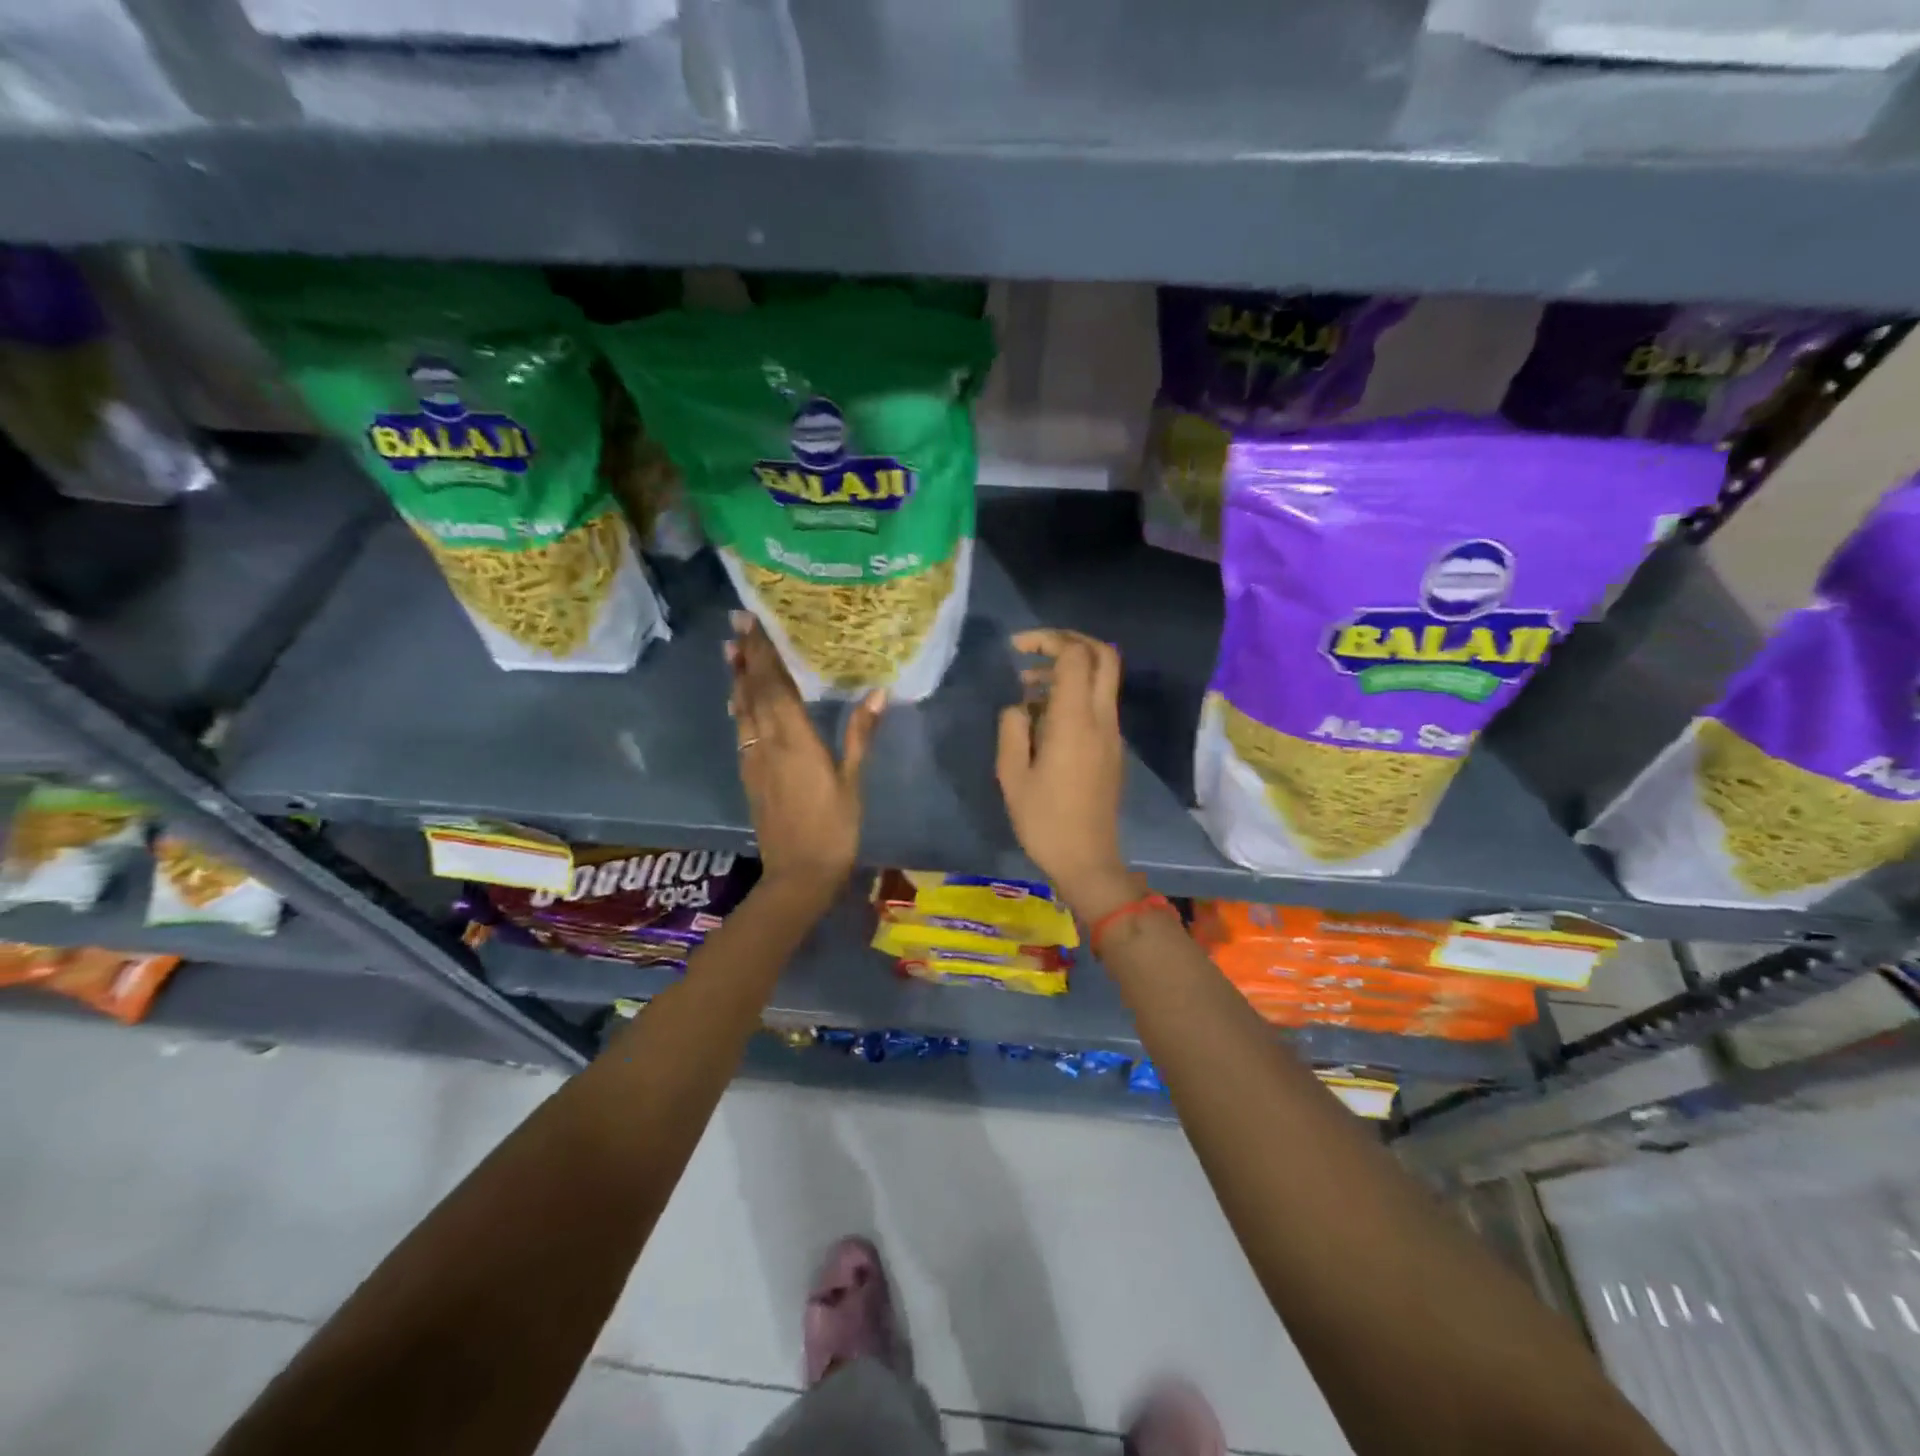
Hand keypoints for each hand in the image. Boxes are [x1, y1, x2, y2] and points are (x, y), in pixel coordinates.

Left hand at [726, 610, 883, 904]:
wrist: (798, 874)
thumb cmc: (834, 828)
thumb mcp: (853, 781)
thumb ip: (860, 735)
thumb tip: (879, 692)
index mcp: (794, 739)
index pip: (775, 685)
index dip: (764, 653)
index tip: (753, 623)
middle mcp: (767, 741)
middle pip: (753, 690)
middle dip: (746, 656)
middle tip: (737, 623)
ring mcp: (753, 758)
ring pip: (742, 709)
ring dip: (737, 678)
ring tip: (732, 651)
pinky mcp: (749, 775)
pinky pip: (741, 730)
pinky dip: (739, 707)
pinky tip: (739, 700)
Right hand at [995, 629, 1132, 919]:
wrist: (1087, 859)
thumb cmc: (1044, 820)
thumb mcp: (1012, 775)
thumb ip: (1012, 729)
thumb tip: (1020, 707)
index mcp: (1075, 721)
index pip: (1075, 656)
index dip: (1048, 640)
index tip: (1017, 649)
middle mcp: (1102, 719)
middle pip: (1103, 656)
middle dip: (1070, 641)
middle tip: (1035, 649)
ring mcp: (1112, 734)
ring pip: (1103, 680)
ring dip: (1071, 670)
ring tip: (1028, 688)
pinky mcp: (1113, 749)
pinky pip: (1099, 704)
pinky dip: (1076, 693)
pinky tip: (1044, 717)